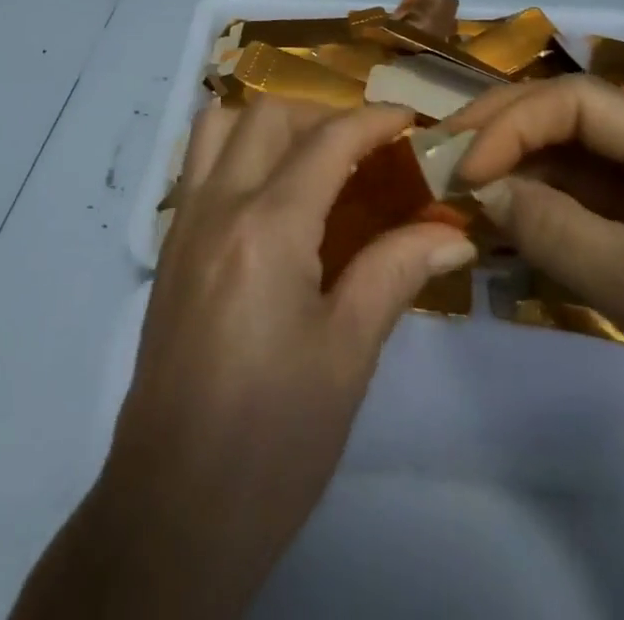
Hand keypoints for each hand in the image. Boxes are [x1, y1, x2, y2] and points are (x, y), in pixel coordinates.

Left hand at [13, 98, 474, 619]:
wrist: (173, 508)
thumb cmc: (274, 439)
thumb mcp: (347, 354)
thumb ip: (396, 272)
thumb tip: (454, 233)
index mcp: (267, 227)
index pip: (326, 141)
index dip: (374, 121)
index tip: (412, 121)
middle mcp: (217, 204)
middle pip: (267, 116)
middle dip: (322, 115)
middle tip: (367, 150)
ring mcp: (183, 222)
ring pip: (218, 128)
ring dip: (269, 125)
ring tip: (313, 163)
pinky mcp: (169, 248)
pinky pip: (199, 165)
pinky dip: (238, 153)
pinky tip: (272, 202)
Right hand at [452, 72, 623, 486]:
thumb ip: (551, 228)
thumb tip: (480, 190)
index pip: (578, 100)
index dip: (512, 122)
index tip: (464, 167)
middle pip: (575, 126)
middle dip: (508, 140)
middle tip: (447, 166)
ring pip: (580, 172)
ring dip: (523, 182)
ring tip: (467, 202)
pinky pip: (594, 216)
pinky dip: (549, 221)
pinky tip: (508, 236)